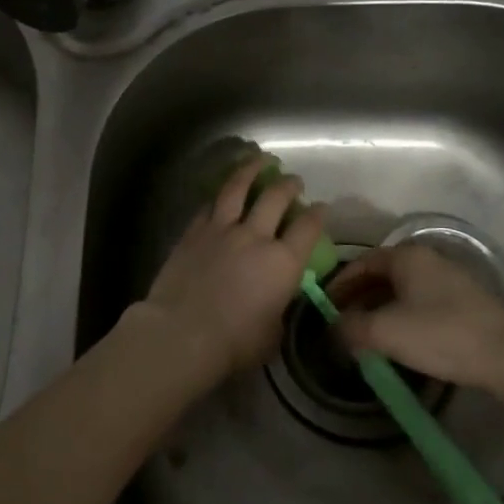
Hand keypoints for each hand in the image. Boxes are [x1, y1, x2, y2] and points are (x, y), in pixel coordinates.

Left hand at [135, 153, 328, 380]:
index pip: (308, 229)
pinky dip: (220, 195)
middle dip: (289, 185)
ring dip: (251, 170)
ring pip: (238, 188)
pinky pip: (209, 205)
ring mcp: (221, 229)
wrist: (182, 333)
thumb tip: (276, 297)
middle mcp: (255, 236)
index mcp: (283, 262)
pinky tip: (222, 191)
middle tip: (294, 181)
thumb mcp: (272, 332)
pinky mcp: (193, 231)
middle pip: (276, 198)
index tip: (322, 208)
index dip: (318, 215)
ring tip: (260, 159)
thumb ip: (278, 306)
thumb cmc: (234, 343)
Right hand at [326, 243, 503, 394]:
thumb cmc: (439, 334)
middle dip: (359, 298)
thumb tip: (333, 330)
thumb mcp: (384, 332)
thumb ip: (350, 328)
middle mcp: (427, 259)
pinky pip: (422, 302)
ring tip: (367, 335)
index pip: (361, 263)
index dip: (339, 284)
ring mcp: (450, 280)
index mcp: (406, 257)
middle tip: (343, 322)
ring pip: (403, 290)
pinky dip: (403, 316)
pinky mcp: (466, 303)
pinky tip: (401, 340)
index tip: (325, 307)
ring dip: (380, 309)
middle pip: (382, 275)